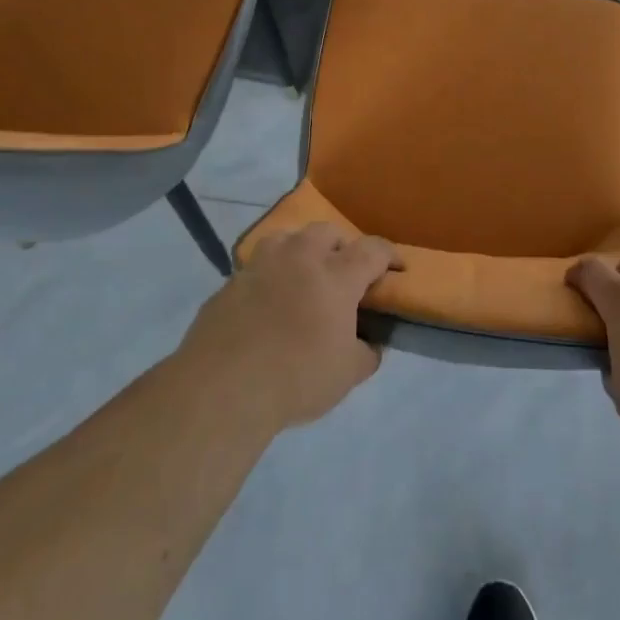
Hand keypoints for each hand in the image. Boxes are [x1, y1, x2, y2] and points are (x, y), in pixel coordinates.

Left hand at [179, 223, 400, 430]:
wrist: (222, 388)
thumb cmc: (296, 377)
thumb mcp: (347, 375)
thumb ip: (366, 353)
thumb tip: (370, 344)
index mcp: (335, 276)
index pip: (372, 250)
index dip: (389, 255)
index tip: (397, 268)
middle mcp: (300, 258)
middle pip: (327, 232)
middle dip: (342, 246)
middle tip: (344, 272)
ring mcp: (260, 266)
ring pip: (286, 239)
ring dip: (301, 251)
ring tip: (303, 277)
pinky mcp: (229, 283)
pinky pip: (257, 269)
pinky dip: (270, 278)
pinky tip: (268, 305)